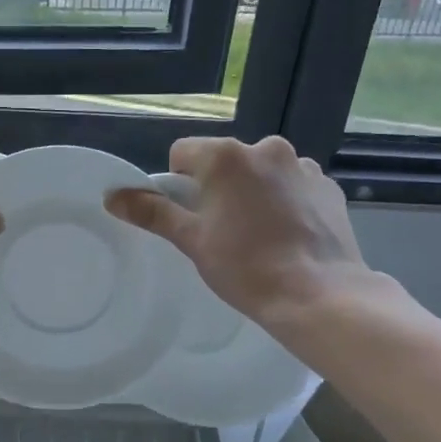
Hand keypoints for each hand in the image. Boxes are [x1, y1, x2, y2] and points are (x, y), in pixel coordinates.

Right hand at [106, 136, 373, 325]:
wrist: (318, 294)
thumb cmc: (245, 267)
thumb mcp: (191, 241)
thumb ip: (153, 212)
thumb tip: (112, 195)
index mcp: (226, 156)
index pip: (183, 153)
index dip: (178, 185)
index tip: (189, 218)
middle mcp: (266, 147)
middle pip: (224, 162)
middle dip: (218, 188)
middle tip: (222, 232)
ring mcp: (302, 166)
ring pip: (261, 173)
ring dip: (254, 192)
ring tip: (259, 236)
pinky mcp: (328, 186)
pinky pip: (293, 186)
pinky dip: (285, 202)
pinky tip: (288, 236)